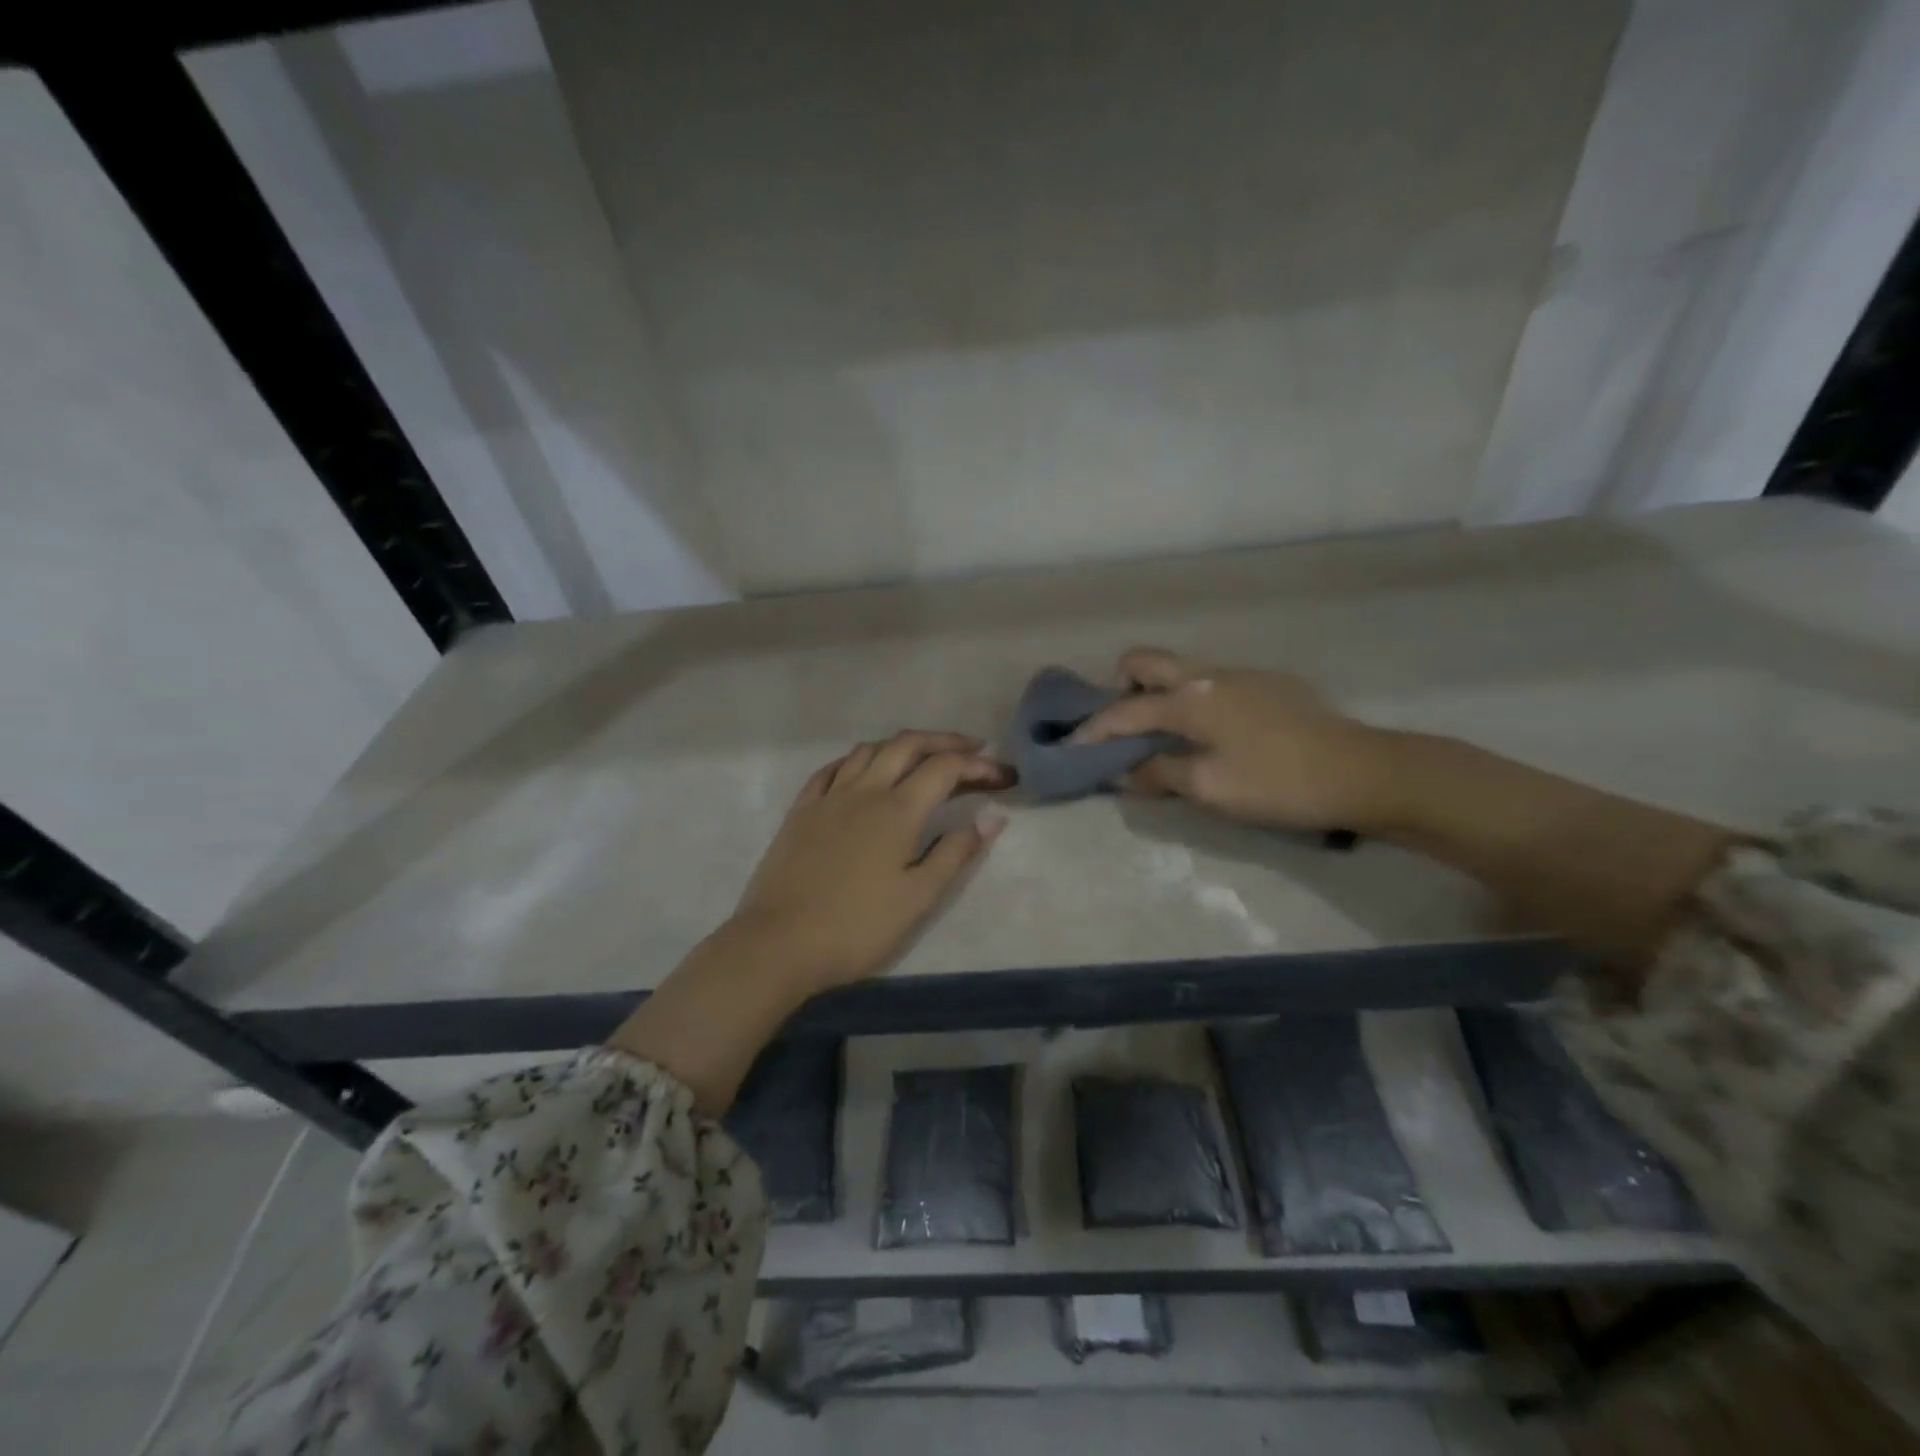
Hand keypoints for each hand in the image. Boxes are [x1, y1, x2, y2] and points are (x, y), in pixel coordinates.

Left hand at [729, 731, 1010, 992]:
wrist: (778, 943)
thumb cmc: (856, 927)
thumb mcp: (918, 898)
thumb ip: (956, 854)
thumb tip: (992, 819)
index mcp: (898, 810)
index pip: (945, 768)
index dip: (978, 765)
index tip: (1003, 775)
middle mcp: (864, 790)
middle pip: (907, 744)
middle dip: (944, 741)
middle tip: (971, 749)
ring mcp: (828, 797)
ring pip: (869, 750)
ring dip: (902, 744)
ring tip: (922, 756)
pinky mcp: (801, 810)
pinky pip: (832, 768)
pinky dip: (858, 759)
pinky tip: (863, 769)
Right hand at [1069, 648, 1390, 830]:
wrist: (1364, 772)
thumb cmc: (1277, 783)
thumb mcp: (1209, 789)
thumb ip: (1159, 774)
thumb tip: (1123, 772)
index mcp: (1191, 699)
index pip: (1125, 710)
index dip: (1093, 730)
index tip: (1071, 746)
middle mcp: (1210, 675)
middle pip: (1146, 660)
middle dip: (1120, 687)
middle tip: (1123, 726)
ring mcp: (1243, 675)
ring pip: (1182, 670)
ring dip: (1159, 694)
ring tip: (1165, 735)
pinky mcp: (1270, 684)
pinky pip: (1213, 682)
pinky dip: (1194, 701)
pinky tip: (1215, 736)